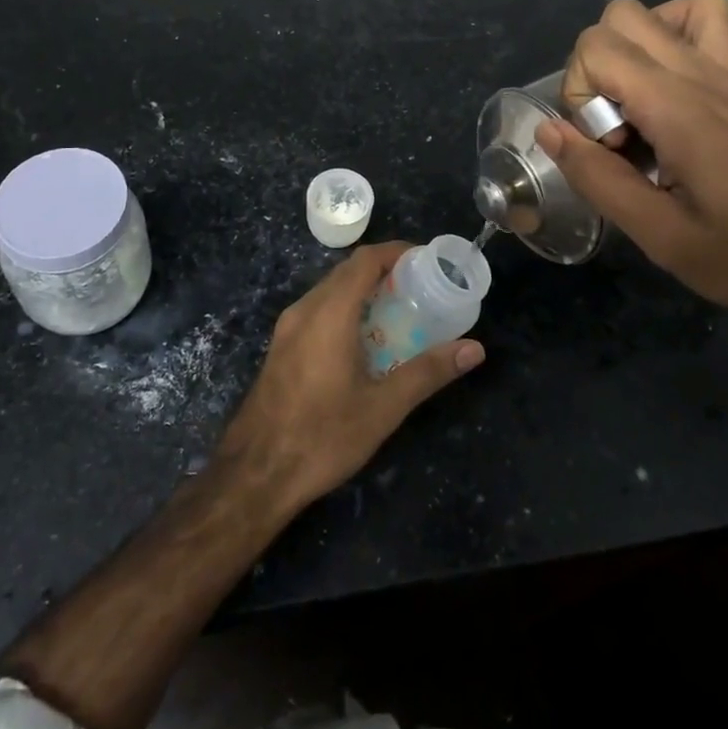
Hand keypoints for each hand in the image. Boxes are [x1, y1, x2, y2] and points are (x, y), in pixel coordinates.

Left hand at [217, 242, 484, 512]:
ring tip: (399, 312)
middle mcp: (305, 310)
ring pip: (330, 291)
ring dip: (363, 291)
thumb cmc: (322, 437)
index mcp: (329, 313)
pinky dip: (345, 309)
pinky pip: (317, 310)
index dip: (396, 252)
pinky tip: (364, 341)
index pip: (365, 260)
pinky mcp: (281, 348)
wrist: (253, 476)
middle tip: (420, 288)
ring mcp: (287, 328)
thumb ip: (428, 372)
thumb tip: (474, 349)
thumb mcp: (383, 408)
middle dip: (384, 271)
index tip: (427, 261)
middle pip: (347, 271)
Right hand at [540, 0, 727, 336]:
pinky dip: (704, 48)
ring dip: (653, 39)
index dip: (578, 91)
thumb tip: (550, 130)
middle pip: (628, 14)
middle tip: (618, 124)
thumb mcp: (663, 238)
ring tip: (649, 94)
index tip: (604, 147)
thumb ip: (599, 179)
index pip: (598, 46)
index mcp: (678, 108)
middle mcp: (708, 75)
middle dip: (601, 62)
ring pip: (688, 6)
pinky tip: (698, 94)